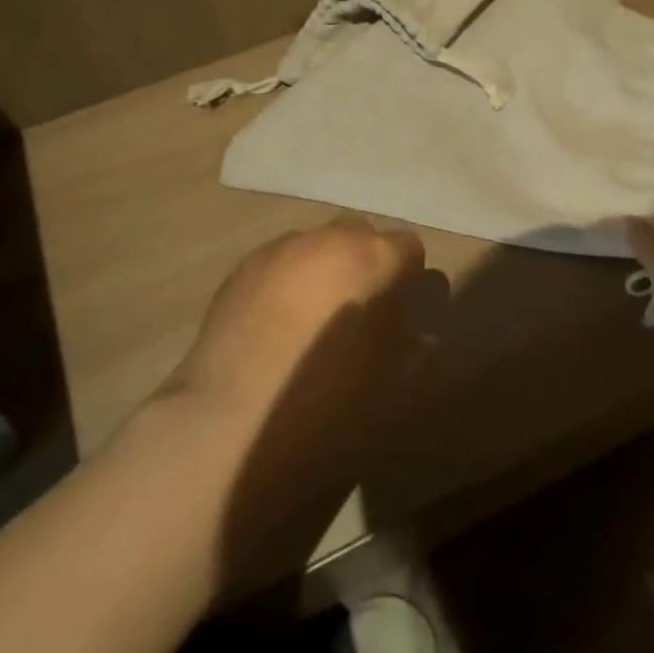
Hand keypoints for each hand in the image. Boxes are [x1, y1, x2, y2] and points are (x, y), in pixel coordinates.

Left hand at [166, 214, 434, 419]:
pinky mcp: (242, 268)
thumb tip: (423, 340)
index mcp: (373, 258)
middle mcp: (328, 239)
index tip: (400, 312)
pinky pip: (279, 263)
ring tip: (312, 318)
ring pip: (316, 245)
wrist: (230, 418)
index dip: (408, 277)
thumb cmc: (327, 400)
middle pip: (360, 234)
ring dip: (324, 268)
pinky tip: (276, 324)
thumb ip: (418, 356)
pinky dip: (287, 281)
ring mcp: (280, 249)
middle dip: (366, 261)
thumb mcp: (393, 389)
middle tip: (358, 309)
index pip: (408, 247)